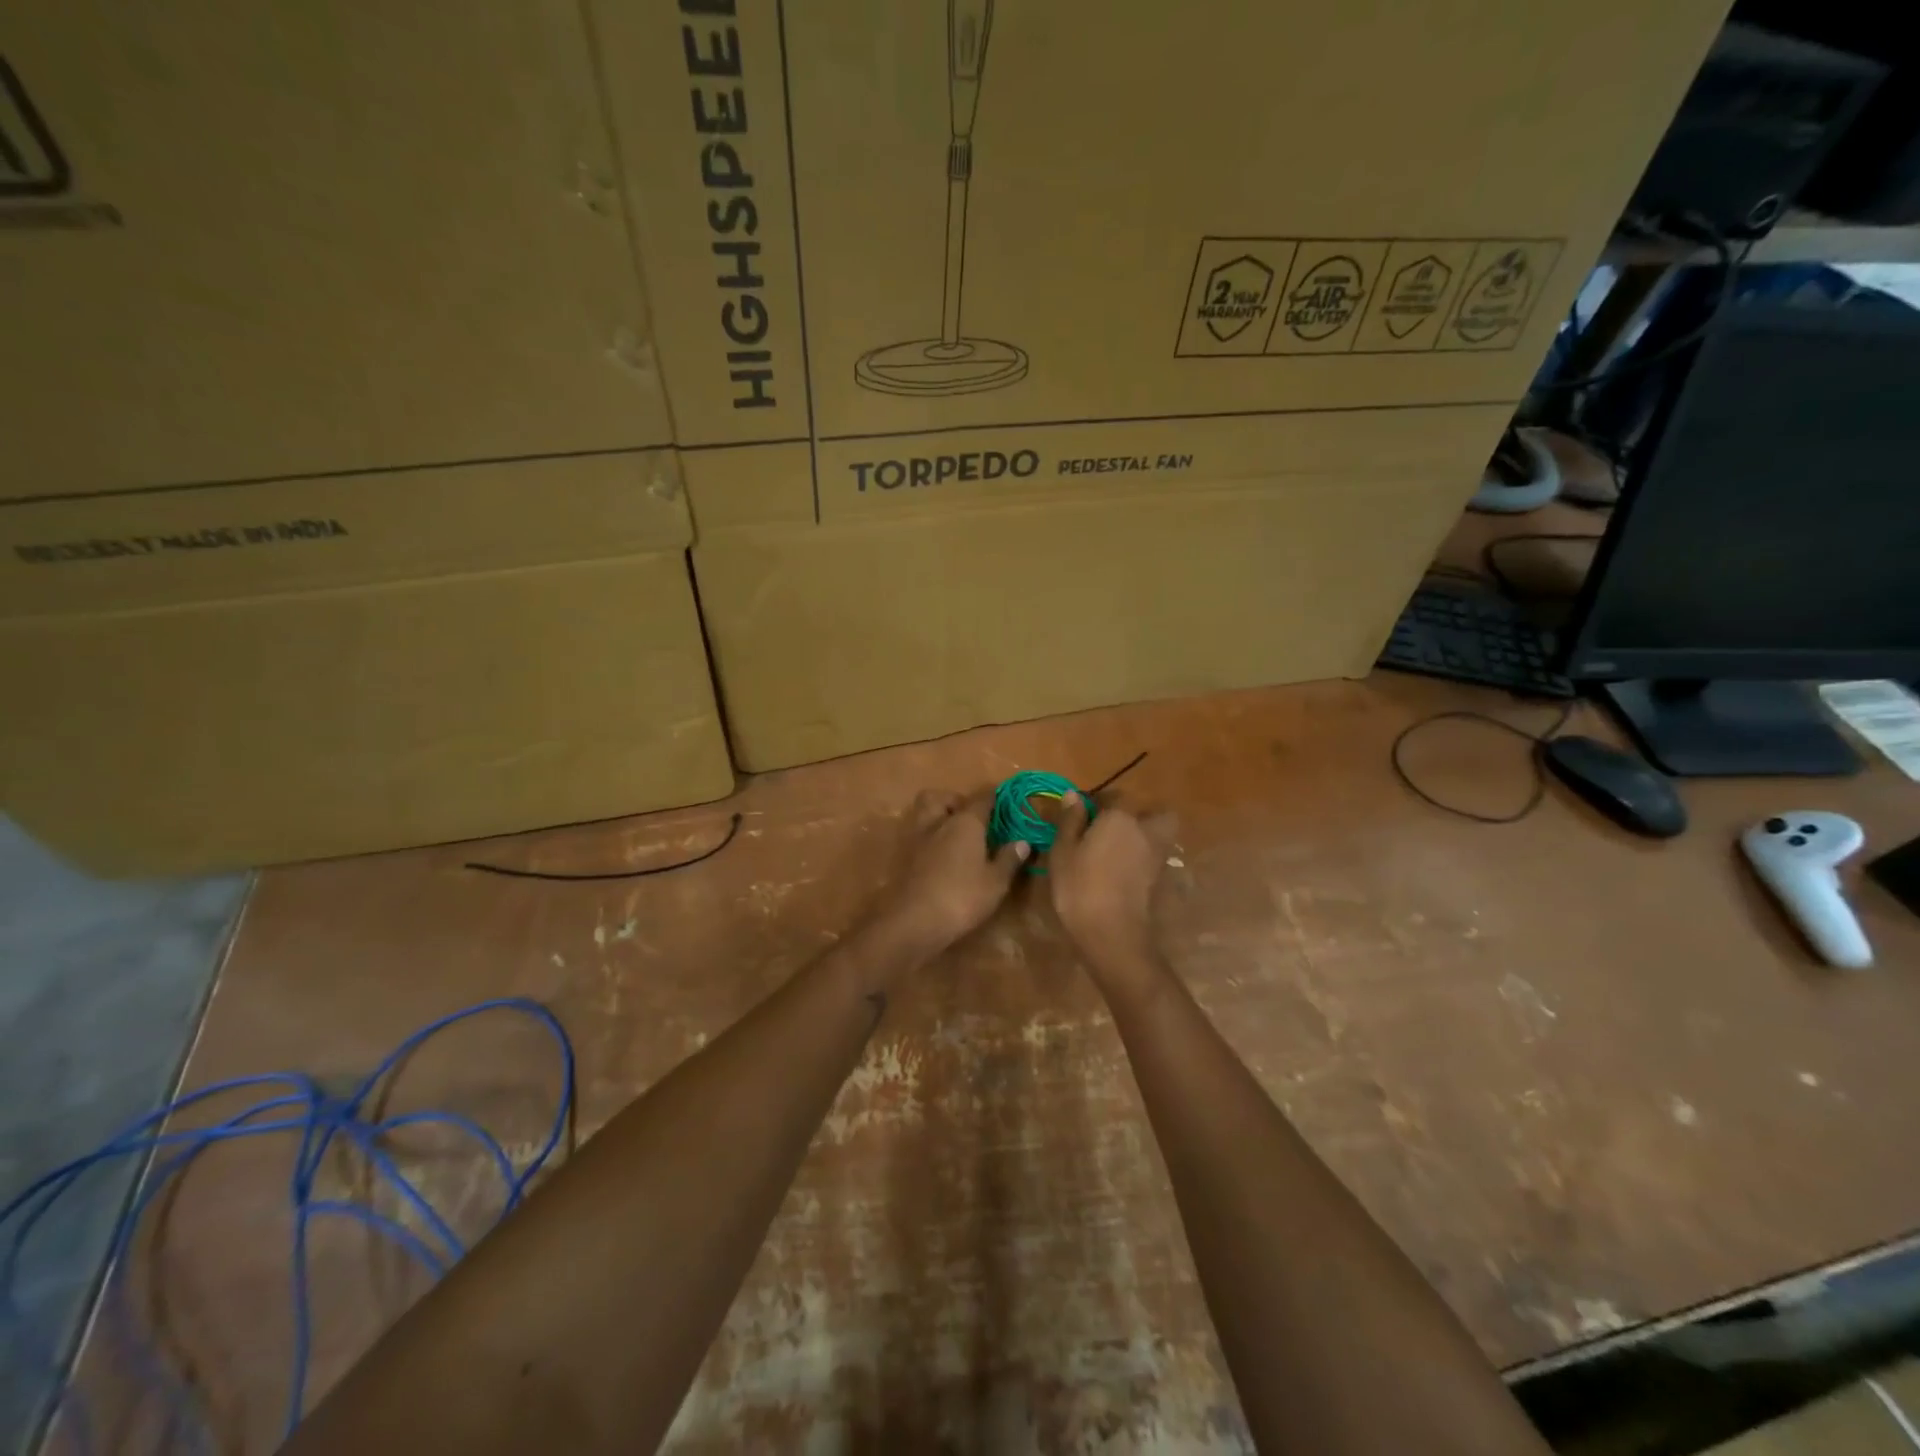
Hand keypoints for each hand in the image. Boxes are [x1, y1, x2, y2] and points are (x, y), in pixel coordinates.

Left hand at [853, 790, 1028, 968]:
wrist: (912, 921)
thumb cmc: (961, 898)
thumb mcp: (995, 882)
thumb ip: (1009, 859)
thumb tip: (1022, 841)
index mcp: (964, 822)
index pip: (982, 798)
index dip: (994, 797)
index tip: (1004, 802)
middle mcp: (937, 822)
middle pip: (941, 797)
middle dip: (955, 801)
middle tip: (971, 820)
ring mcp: (915, 838)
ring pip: (923, 813)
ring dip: (937, 817)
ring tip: (955, 838)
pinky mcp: (901, 857)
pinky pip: (916, 835)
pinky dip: (928, 839)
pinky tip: (939, 857)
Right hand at [1047, 791, 1176, 979]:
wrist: (1111, 931)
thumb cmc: (1079, 885)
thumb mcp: (1063, 851)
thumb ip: (1070, 820)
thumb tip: (1073, 796)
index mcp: (1119, 817)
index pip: (1116, 796)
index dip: (1100, 801)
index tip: (1083, 814)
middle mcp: (1145, 830)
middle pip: (1155, 812)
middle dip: (1140, 814)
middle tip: (1113, 827)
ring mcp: (1156, 855)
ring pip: (1160, 834)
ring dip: (1146, 835)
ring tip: (1118, 848)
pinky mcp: (1159, 878)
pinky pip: (1155, 856)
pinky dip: (1144, 857)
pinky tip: (1122, 869)